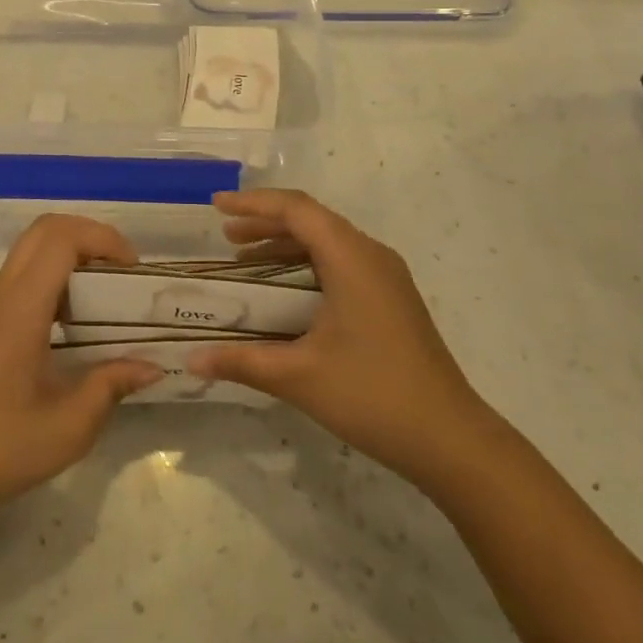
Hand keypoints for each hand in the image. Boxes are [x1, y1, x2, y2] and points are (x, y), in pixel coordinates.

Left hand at [0, 215, 162, 524]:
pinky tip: (78, 318)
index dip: (102, 238)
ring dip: (73, 253)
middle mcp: (3, 293)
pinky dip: (57, 273)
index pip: (61, 238)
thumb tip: (152, 365)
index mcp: (21, 308)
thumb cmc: (1, 447)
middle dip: (90, 236)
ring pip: (33, 247)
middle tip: (123, 271)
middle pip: (45, 229)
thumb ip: (112, 385)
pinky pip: (25, 272)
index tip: (134, 270)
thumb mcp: (70, 426)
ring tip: (107, 291)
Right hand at [188, 189, 493, 490]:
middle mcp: (371, 255)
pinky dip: (306, 263)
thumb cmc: (372, 395)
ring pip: (328, 240)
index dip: (253, 203)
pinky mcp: (391, 299)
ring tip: (245, 258)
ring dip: (285, 243)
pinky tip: (286, 291)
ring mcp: (386, 277)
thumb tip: (191, 360)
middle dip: (265, 221)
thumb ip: (241, 361)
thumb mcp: (299, 377)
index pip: (296, 209)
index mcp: (351, 258)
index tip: (215, 206)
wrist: (450, 439)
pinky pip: (341, 262)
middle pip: (312, 219)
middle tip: (225, 235)